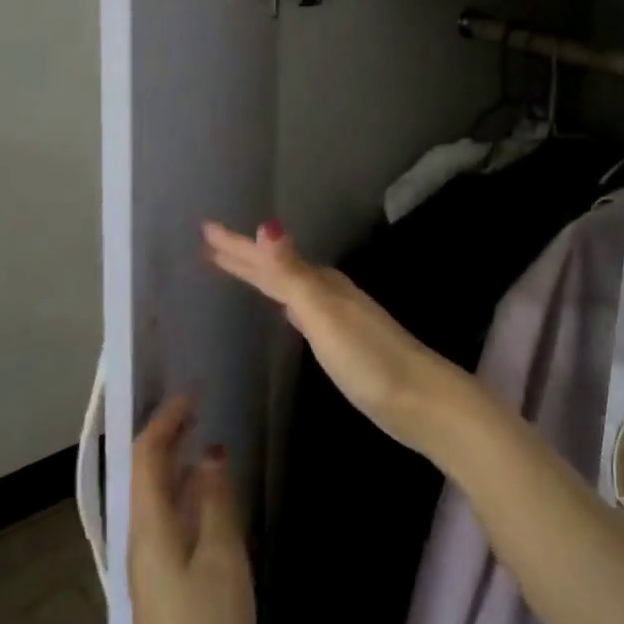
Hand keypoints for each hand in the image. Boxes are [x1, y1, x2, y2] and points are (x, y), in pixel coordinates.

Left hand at [127, 395, 254, 623]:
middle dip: (168, 434)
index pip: (147, 455)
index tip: (192, 391)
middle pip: (147, 473)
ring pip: (158, 494)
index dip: (166, 419)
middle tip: (198, 405)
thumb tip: (211, 455)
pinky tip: (209, 492)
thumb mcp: (221, 555)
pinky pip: (170, 516)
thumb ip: (215, 500)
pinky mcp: (165, 579)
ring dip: (176, 460)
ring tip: (204, 436)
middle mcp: (143, 536)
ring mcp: (151, 561)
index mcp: (151, 525)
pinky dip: (186, 490)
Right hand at [201, 220, 456, 453]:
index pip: (267, 259)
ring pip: (288, 287)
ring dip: (262, 276)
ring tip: (237, 269)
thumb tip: (266, 224)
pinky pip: (300, 310)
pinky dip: (284, 303)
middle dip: (244, 256)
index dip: (236, 245)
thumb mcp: (324, 314)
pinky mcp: (341, 342)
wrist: (419, 399)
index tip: (205, 229)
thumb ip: (293, 274)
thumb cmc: (368, 358)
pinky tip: (285, 312)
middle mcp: (327, 292)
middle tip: (209, 244)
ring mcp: (336, 316)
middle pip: (276, 269)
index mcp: (320, 283)